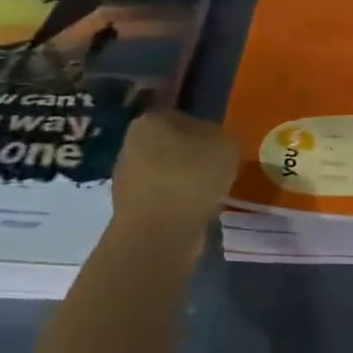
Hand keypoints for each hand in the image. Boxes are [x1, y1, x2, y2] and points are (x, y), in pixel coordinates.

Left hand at [111, 111, 239, 228]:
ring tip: (210, 198)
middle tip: (220, 174)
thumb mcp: (226, 145)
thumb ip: (224, 138)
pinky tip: (195, 215)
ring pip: (168, 175)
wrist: (159, 234)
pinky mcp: (130, 211)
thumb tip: (217, 146)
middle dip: (194, 159)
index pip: (185, 119)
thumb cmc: (191, 177)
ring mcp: (126, 180)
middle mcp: (131, 145)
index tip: (223, 151)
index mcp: (151, 121)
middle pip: (173, 147)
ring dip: (186, 185)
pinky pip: (163, 201)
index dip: (208, 134)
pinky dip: (179, 207)